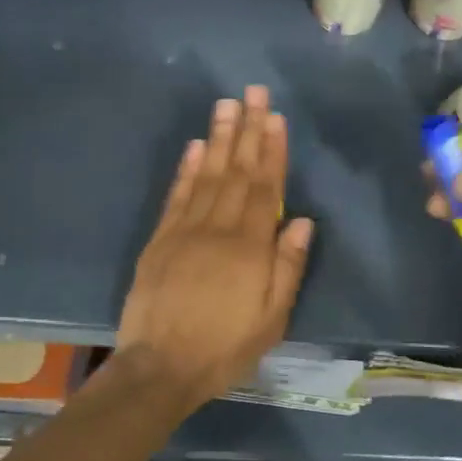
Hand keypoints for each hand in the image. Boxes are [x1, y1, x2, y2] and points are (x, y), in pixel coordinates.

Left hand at [118, 86, 314, 406]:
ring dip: (218, 138)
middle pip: (237, 171)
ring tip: (226, 105)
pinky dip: (187, 168)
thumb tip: (300, 221)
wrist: (160, 367)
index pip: (264, 188)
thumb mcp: (271, 319)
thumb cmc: (224, 348)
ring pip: (207, 175)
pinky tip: (196, 146)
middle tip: (253, 93)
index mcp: (249, 247)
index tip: (276, 118)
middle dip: (247, 129)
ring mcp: (185, 230)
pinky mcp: (160, 239)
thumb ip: (287, 268)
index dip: (271, 150)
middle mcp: (218, 228)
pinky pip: (177, 195)